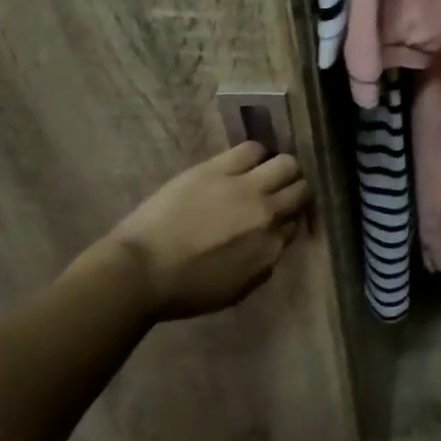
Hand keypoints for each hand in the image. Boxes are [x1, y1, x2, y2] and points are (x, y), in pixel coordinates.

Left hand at [97, 142, 309, 319]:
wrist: (139, 272)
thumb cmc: (184, 290)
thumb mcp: (237, 288)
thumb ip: (264, 262)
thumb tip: (274, 241)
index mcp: (271, 248)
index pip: (295, 224)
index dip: (287, 220)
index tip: (278, 220)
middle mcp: (268, 214)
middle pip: (300, 190)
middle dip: (294, 191)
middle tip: (280, 193)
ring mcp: (246, 188)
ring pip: (286, 164)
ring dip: (281, 170)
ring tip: (267, 173)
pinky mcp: (220, 169)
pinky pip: (252, 149)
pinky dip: (256, 154)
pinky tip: (246, 162)